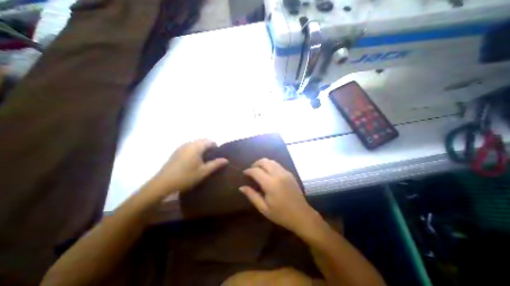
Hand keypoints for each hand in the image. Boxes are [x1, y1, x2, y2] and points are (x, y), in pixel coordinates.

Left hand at [148, 140, 226, 197]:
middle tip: (211, 158)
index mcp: (196, 147)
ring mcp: (181, 147)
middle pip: (202, 140)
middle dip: (209, 146)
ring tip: (203, 159)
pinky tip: (193, 161)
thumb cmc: (186, 177)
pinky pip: (189, 146)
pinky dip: (194, 150)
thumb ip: (216, 164)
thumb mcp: (203, 172)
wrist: (163, 184)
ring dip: (202, 148)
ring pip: (195, 143)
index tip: (217, 155)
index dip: (216, 147)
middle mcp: (189, 144)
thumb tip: (226, 160)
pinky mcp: (176, 152)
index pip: (210, 141)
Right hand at [241, 159, 317, 234]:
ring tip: (259, 171)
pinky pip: (278, 165)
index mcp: (270, 184)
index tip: (244, 173)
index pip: (256, 171)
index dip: (248, 171)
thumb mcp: (264, 208)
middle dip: (255, 164)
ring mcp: (285, 172)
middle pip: (264, 161)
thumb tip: (241, 187)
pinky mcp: (290, 173)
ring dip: (263, 163)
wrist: (302, 215)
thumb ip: (252, 195)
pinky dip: (271, 165)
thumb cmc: (281, 214)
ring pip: (271, 161)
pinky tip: (269, 173)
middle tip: (251, 171)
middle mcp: (278, 174)